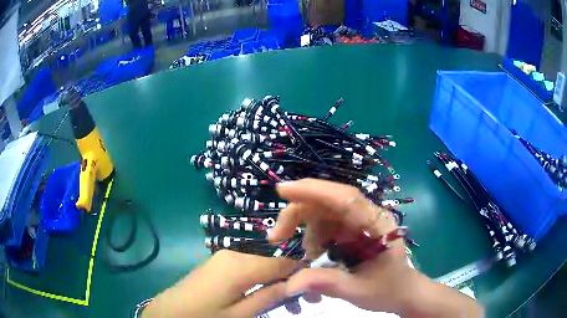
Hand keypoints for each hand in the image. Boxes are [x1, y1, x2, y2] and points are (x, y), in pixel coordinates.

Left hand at [142, 250, 296, 317]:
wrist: (168, 312)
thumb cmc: (204, 317)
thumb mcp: (239, 315)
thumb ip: (269, 297)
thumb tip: (296, 284)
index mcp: (241, 265)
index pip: (283, 261)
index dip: (304, 272)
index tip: (318, 289)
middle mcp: (235, 253)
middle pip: (274, 261)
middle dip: (292, 279)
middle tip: (305, 301)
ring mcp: (225, 257)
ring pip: (263, 264)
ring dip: (278, 281)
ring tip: (288, 303)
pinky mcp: (220, 263)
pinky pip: (249, 267)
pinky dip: (263, 280)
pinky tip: (266, 295)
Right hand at [270, 179, 483, 316]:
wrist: (402, 291)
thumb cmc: (387, 290)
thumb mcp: (356, 291)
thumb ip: (324, 284)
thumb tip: (288, 284)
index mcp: (377, 225)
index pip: (345, 199)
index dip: (314, 191)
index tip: (283, 190)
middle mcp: (368, 216)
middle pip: (328, 201)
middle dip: (299, 214)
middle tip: (277, 237)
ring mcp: (360, 220)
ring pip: (324, 211)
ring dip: (306, 228)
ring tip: (305, 256)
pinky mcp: (354, 228)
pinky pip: (327, 223)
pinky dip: (314, 236)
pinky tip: (314, 254)